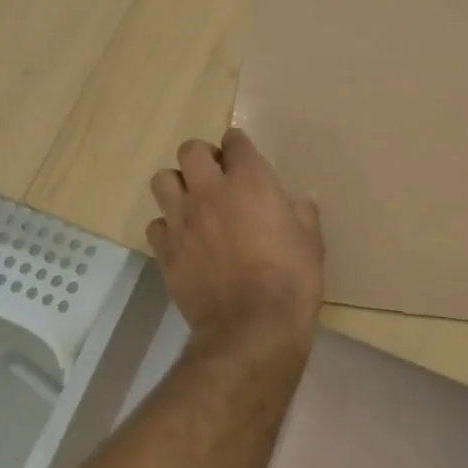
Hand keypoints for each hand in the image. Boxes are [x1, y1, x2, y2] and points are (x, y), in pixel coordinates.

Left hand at [147, 128, 324, 356]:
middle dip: (202, 157)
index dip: (238, 146)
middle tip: (215, 177)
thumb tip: (296, 203)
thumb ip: (301, 213)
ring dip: (178, 186)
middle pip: (190, 150)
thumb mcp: (311, 242)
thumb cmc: (292, 280)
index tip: (244, 159)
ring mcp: (182, 220)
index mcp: (250, 182)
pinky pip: (156, 224)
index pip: (234, 140)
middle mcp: (210, 191)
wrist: (253, 328)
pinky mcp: (165, 250)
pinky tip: (183, 240)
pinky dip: (168, 227)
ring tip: (193, 204)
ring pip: (163, 180)